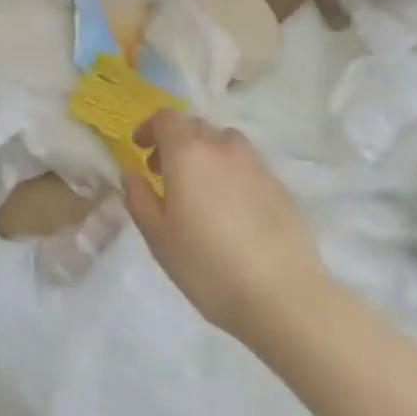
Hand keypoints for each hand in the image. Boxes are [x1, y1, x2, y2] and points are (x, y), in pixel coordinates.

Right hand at [122, 111, 328, 339]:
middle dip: (176, 142)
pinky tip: (233, 210)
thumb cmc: (209, 267)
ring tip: (202, 189)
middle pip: (195, 126)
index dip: (150, 128)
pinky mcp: (280, 186)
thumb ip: (139, 199)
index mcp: (187, 153)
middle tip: (166, 174)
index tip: (141, 150)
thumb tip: (131, 174)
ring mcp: (255, 165)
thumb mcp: (159, 239)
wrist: (285, 297)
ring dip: (207, 153)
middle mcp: (222, 148)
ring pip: (225, 142)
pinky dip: (232, 173)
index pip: (166, 118)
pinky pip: (248, 166)